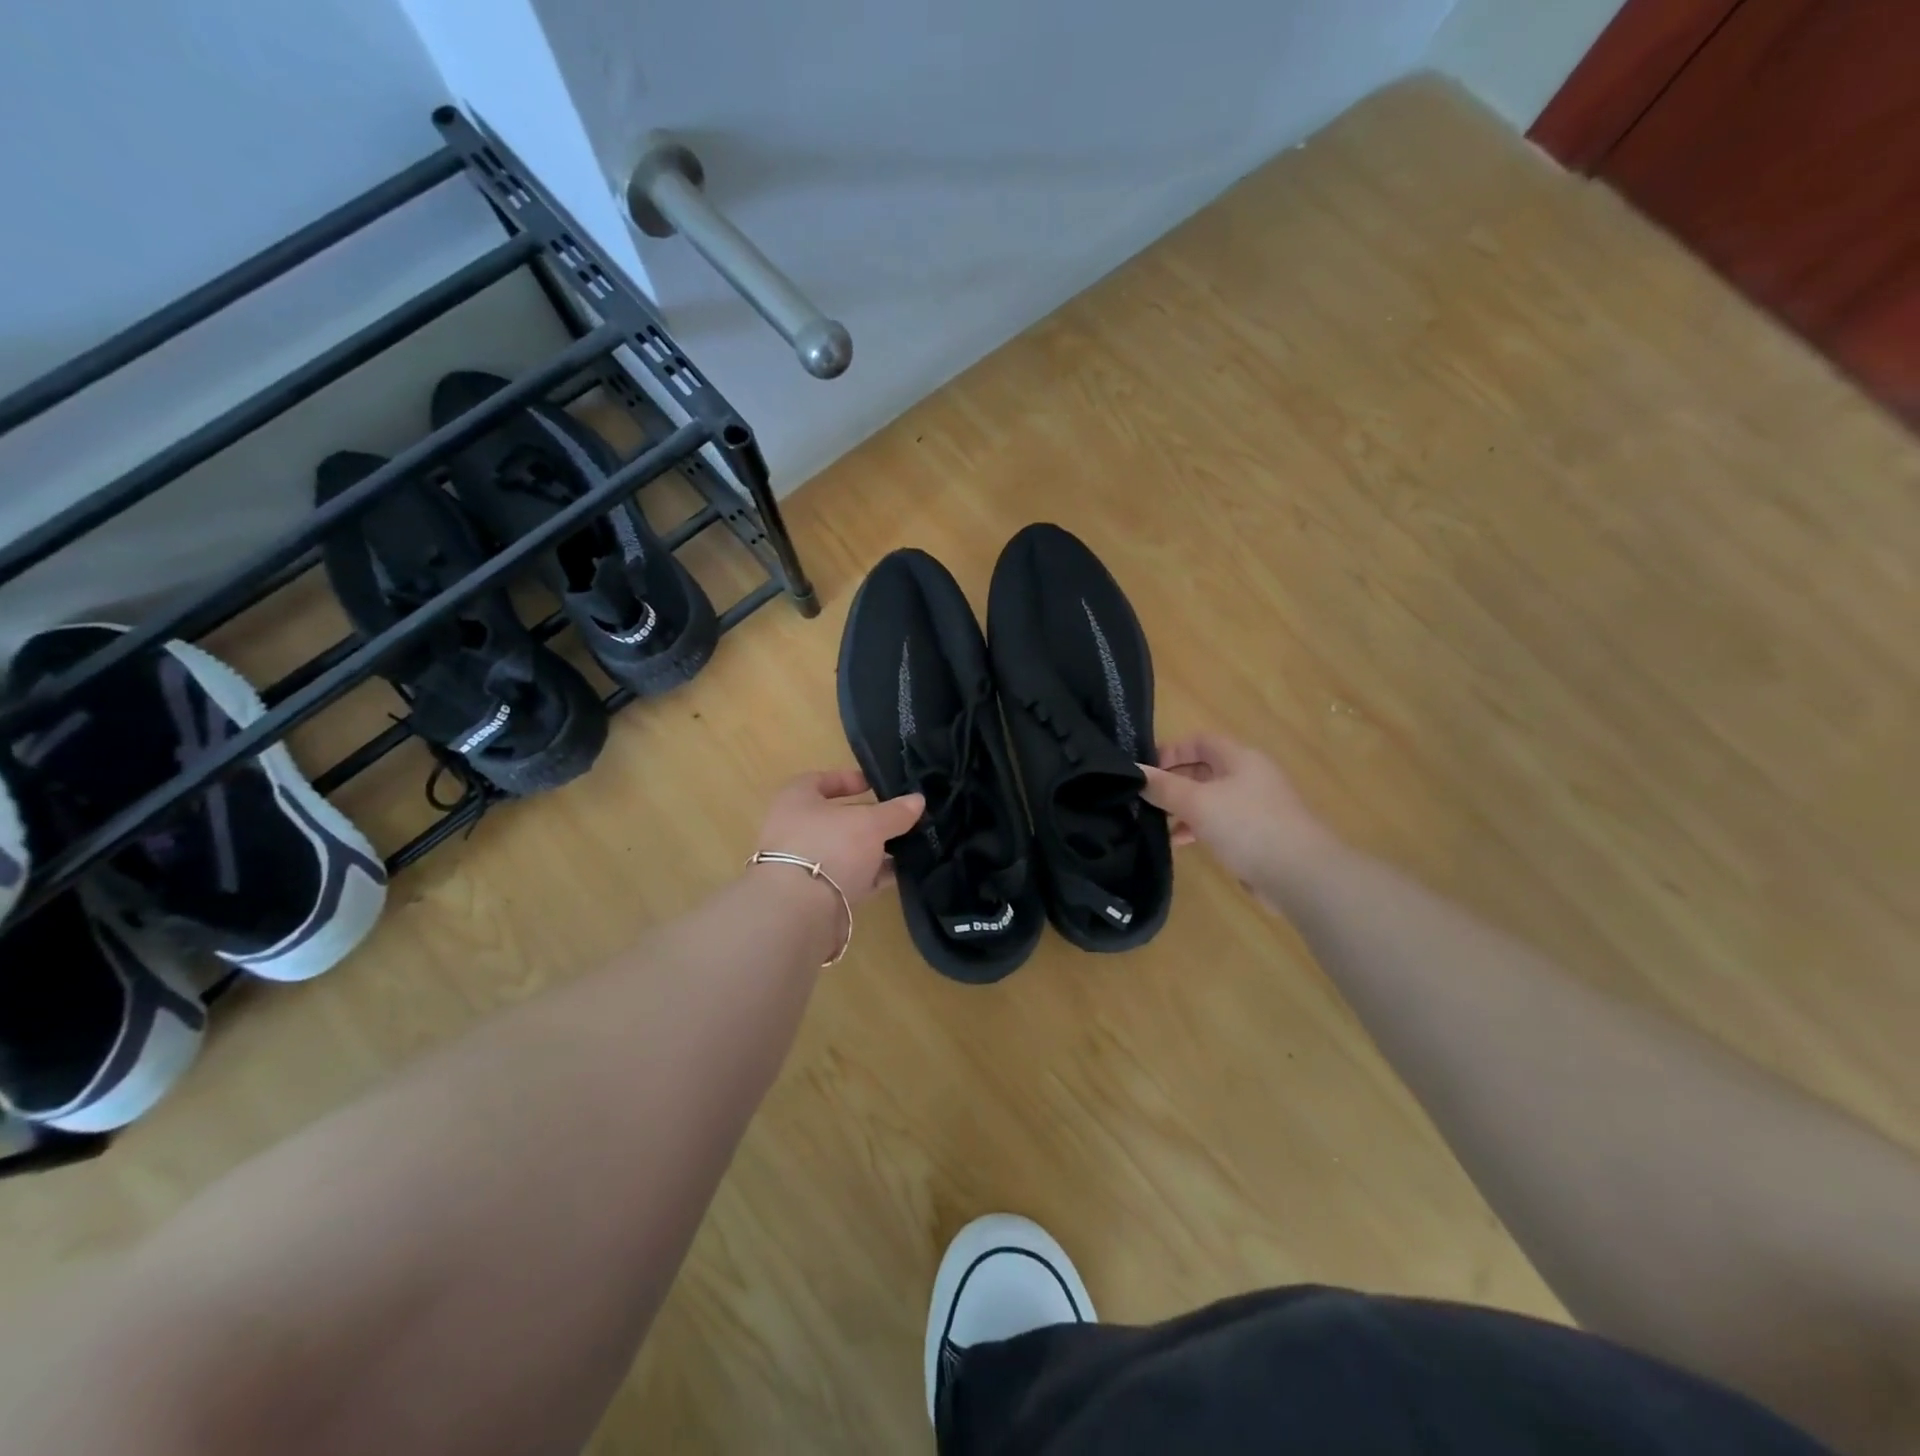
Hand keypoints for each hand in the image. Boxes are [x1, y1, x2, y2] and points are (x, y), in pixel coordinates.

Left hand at [755, 769, 924, 906]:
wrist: (800, 911)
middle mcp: (795, 830)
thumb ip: (895, 812)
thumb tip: (917, 800)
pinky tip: (899, 873)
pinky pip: (849, 879)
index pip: (819, 780)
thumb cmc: (830, 847)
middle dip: (868, 820)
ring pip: (844, 851)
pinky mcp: (815, 896)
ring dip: (873, 850)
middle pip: (836, 819)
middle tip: (899, 818)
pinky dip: (871, 876)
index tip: (874, 785)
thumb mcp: (870, 823)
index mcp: (796, 800)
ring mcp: (803, 865)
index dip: (847, 779)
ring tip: (907, 846)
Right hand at [1140, 733, 1334, 890]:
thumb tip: (1134, 773)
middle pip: (1204, 770)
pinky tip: (1181, 843)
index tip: (1145, 771)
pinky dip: (1198, 828)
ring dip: (1183, 808)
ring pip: (1210, 799)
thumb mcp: (1197, 803)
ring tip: (1156, 823)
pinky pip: (1221, 823)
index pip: (1200, 741)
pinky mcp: (1258, 835)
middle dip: (1173, 782)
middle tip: (1145, 798)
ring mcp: (1256, 807)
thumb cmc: (1247, 826)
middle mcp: (1250, 777)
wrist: (1301, 875)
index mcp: (1240, 759)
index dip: (1171, 750)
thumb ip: (1163, 787)